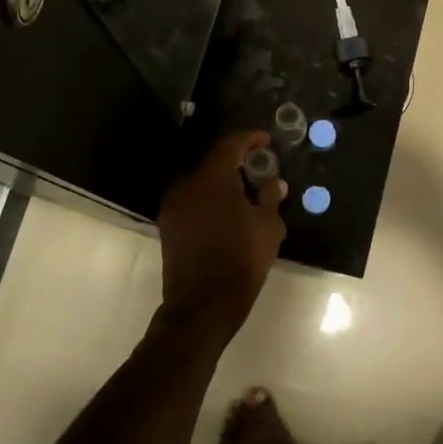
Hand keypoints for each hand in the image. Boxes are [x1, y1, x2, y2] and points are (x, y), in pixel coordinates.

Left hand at [157, 131, 286, 328]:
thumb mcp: (268, 227)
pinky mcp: (167, 225)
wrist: (202, 304)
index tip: (266, 140)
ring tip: (245, 193)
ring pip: (201, 182)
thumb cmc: (241, 260)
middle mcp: (186, 184)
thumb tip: (274, 183)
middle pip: (213, 162)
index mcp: (212, 178)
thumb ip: (269, 198)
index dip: (250, 139)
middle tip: (258, 169)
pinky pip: (192, 200)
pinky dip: (209, 199)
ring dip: (221, 182)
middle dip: (236, 162)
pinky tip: (226, 213)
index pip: (231, 144)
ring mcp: (173, 205)